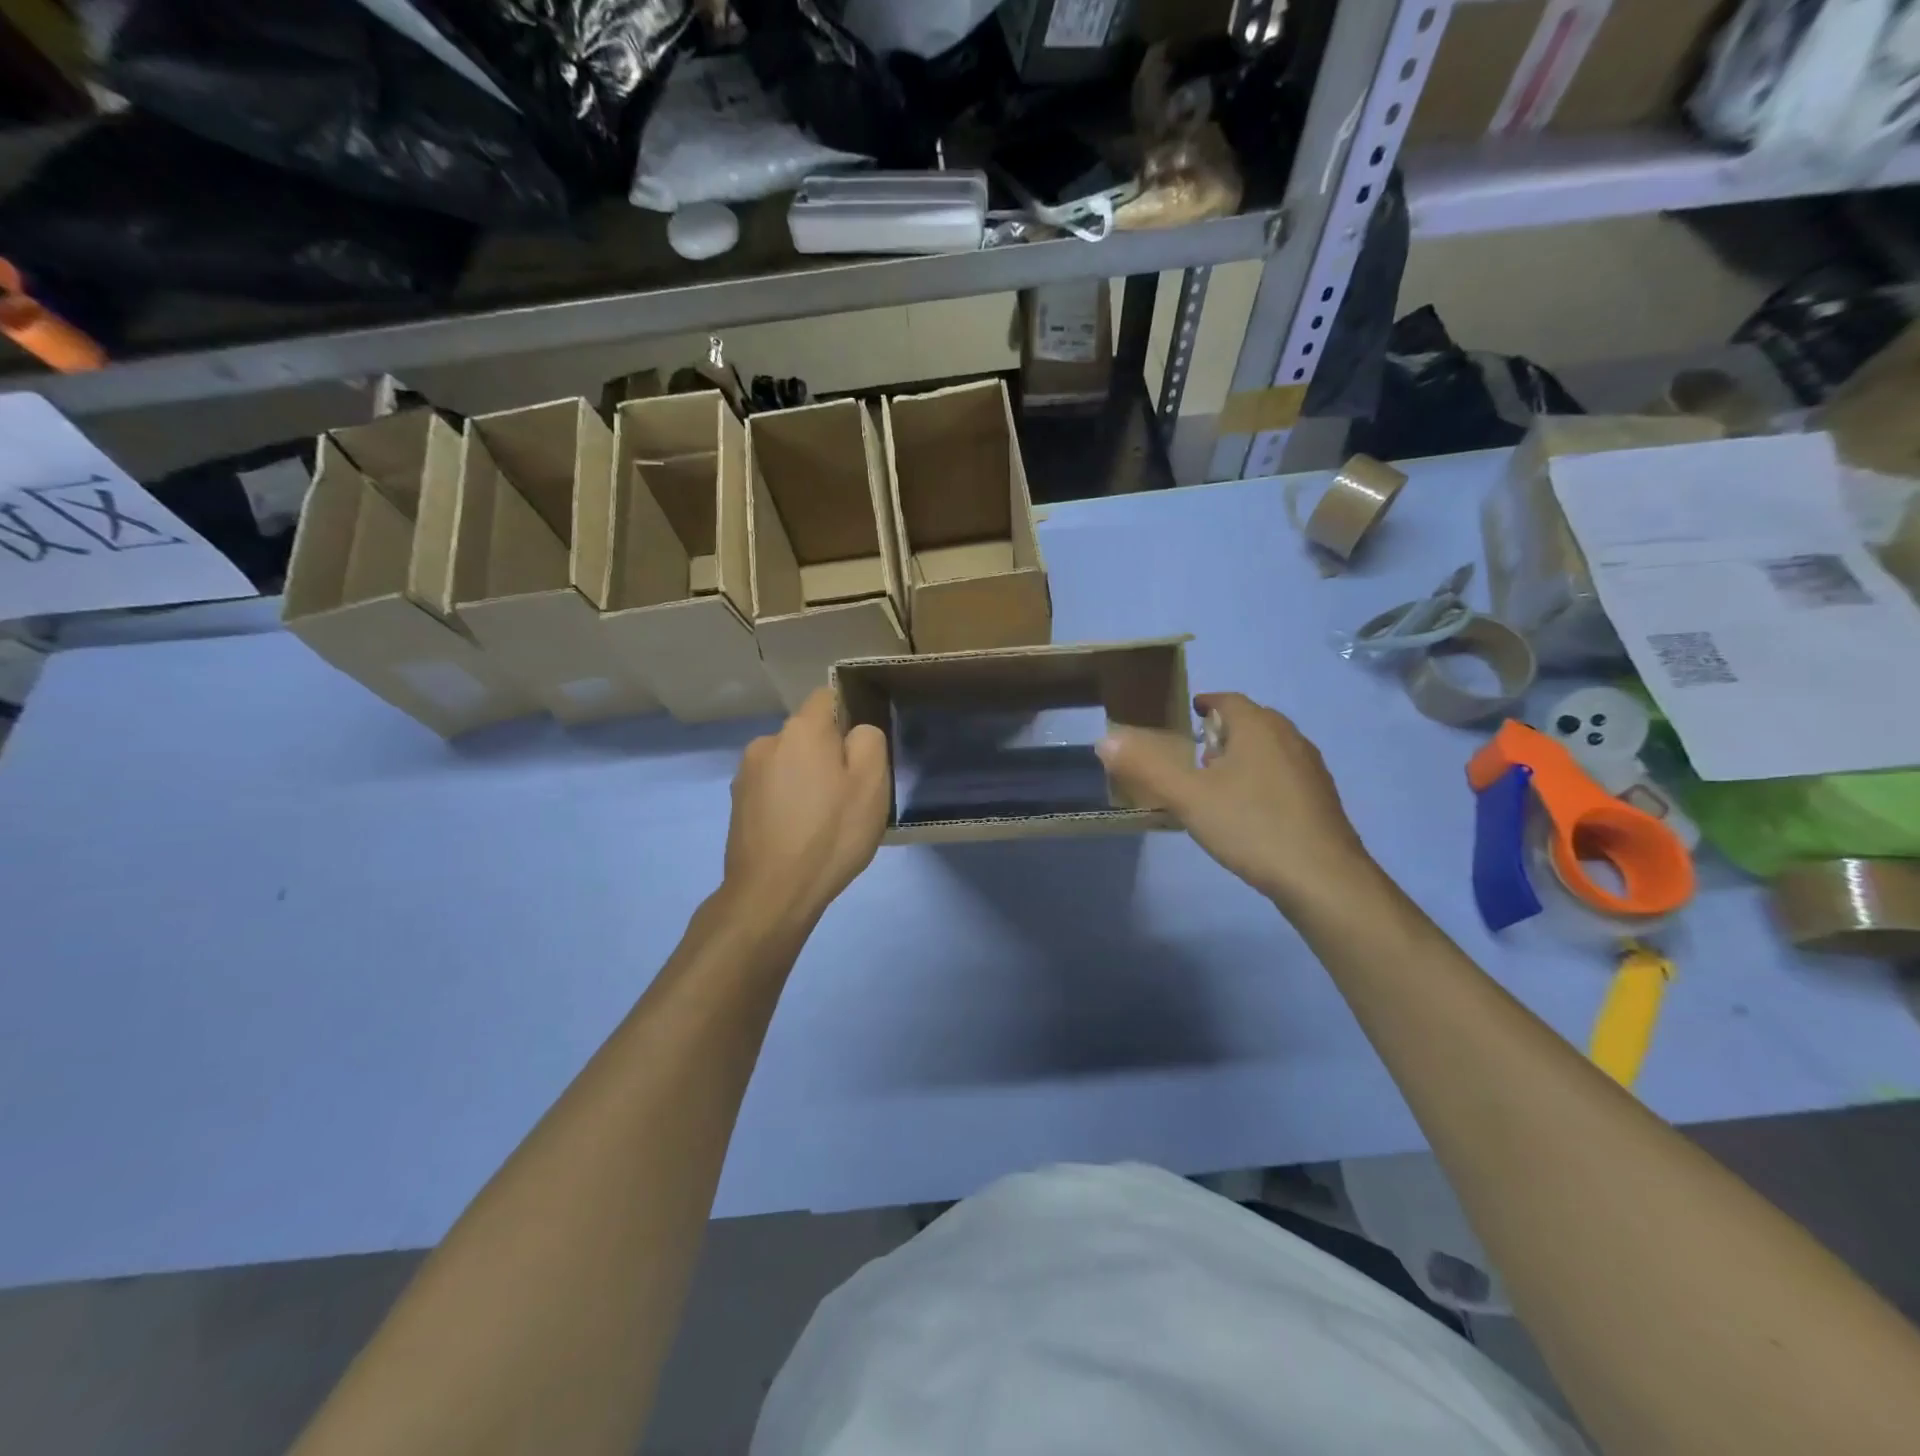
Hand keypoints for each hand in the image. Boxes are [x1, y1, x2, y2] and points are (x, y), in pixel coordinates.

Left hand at [724, 689, 890, 926]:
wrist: (772, 893)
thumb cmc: (830, 834)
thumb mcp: (872, 784)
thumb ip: (869, 741)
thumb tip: (856, 732)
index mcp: (801, 730)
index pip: (827, 697)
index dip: (849, 717)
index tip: (861, 753)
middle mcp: (767, 742)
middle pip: (808, 734)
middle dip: (828, 754)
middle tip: (849, 795)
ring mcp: (746, 774)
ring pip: (789, 763)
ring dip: (806, 779)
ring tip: (823, 819)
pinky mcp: (737, 804)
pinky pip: (773, 789)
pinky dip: (788, 801)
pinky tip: (800, 833)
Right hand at [1096, 692, 1374, 910]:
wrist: (1323, 878)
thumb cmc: (1251, 826)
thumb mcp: (1188, 797)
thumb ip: (1146, 767)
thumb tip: (1105, 739)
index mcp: (1258, 727)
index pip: (1228, 700)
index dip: (1205, 703)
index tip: (1186, 714)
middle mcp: (1289, 737)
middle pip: (1251, 721)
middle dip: (1222, 730)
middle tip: (1194, 752)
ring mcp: (1310, 768)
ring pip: (1270, 747)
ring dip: (1243, 754)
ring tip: (1217, 781)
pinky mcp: (1321, 797)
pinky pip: (1284, 772)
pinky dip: (1262, 777)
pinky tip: (1249, 810)